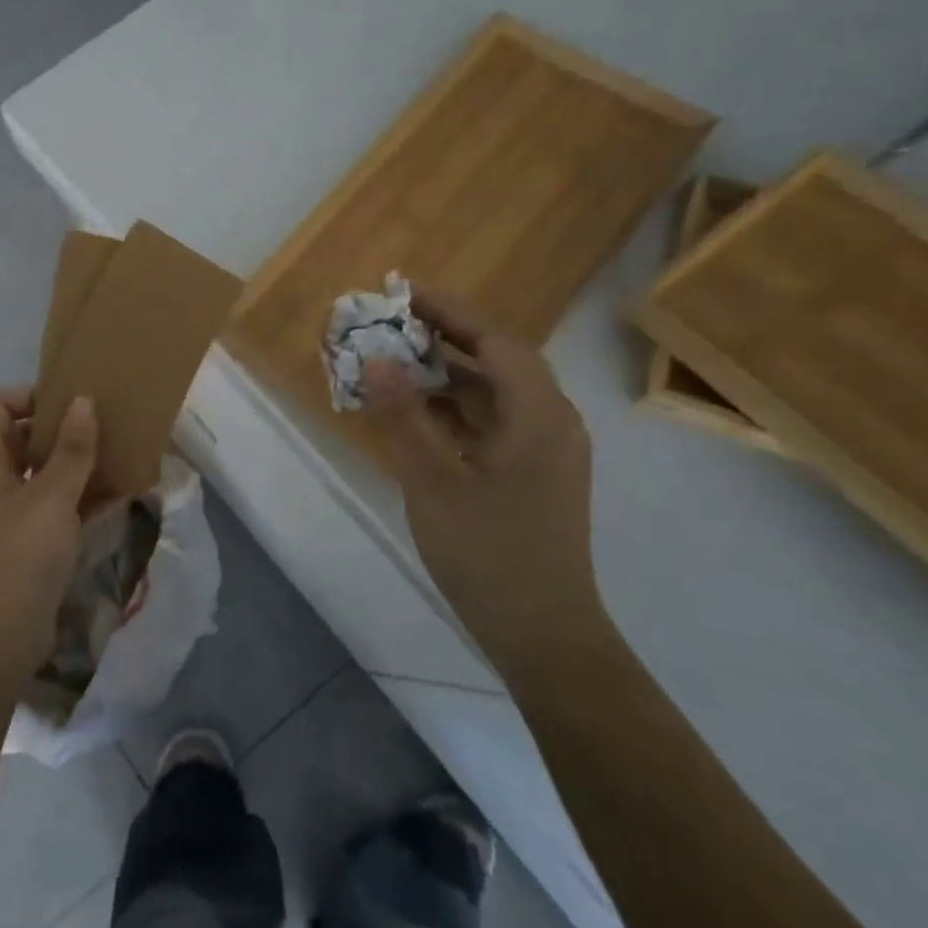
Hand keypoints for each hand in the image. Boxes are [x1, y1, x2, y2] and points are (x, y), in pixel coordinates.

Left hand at [0, 386, 98, 683]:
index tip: (73, 403)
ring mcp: (4, 513)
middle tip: (103, 427)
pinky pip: (51, 506)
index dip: (32, 397)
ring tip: (117, 457)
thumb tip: (83, 401)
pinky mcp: (22, 541)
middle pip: (22, 437)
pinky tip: (118, 498)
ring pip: (41, 474)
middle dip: (63, 431)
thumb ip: (72, 448)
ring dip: (76, 466)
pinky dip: (78, 499)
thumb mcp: (53, 496)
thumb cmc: (20, 555)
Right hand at [362, 288, 598, 651]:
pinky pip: (492, 423)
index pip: (494, 340)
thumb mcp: (433, 480)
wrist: (542, 634)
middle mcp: (551, 422)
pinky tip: (417, 415)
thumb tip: (376, 358)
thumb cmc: (488, 552)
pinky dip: (455, 410)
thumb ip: (402, 416)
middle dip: (444, 338)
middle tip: (391, 325)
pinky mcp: (533, 476)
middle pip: (497, 361)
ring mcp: (545, 452)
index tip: (402, 292)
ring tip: (395, 364)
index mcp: (538, 415)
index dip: (448, 311)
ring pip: (494, 394)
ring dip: (446, 375)